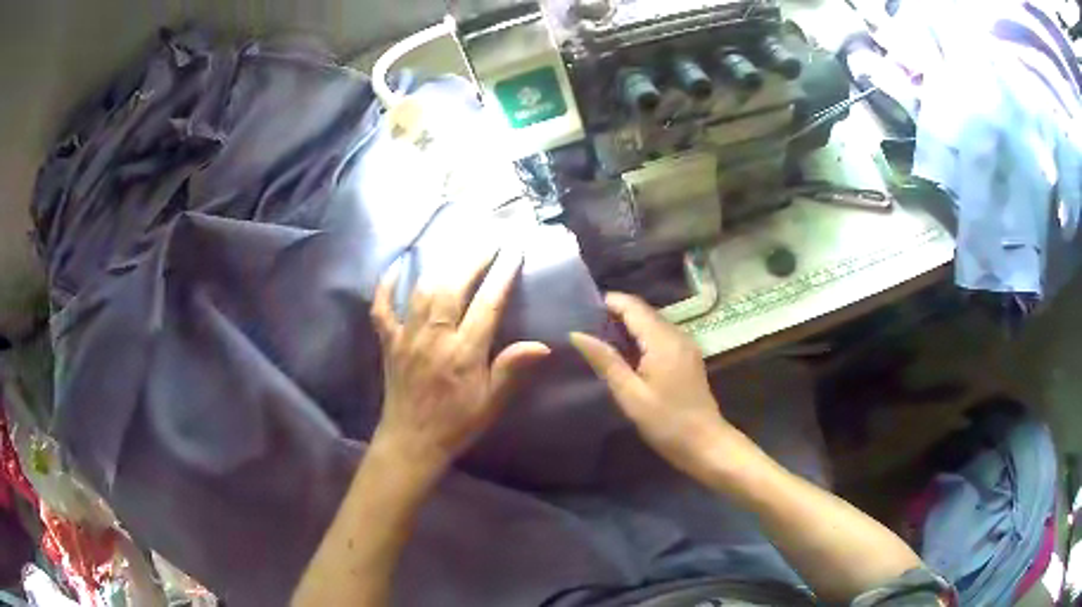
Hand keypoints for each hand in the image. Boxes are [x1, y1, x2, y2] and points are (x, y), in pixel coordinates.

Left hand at [370, 249, 549, 477]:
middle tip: (490, 239)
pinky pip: (382, 307)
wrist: (412, 441)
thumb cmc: (457, 423)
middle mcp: (434, 337)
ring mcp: (407, 336)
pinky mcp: (388, 341)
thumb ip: (511, 370)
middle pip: (453, 286)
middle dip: (473, 258)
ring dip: (441, 265)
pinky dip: (387, 284)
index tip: (514, 250)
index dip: (502, 274)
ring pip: (422, 290)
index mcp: (463, 352)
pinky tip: (397, 265)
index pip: (487, 304)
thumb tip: (543, 345)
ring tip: (458, 248)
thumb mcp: (491, 402)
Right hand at [570, 293, 730, 474]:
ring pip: (653, 323)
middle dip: (616, 313)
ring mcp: (686, 345)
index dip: (609, 302)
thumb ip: (605, 361)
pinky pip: (661, 336)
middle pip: (644, 312)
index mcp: (663, 340)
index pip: (633, 306)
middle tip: (585, 324)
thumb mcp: (630, 394)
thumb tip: (577, 334)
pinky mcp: (688, 357)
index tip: (581, 307)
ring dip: (628, 325)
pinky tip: (626, 353)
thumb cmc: (666, 422)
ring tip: (599, 337)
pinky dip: (641, 337)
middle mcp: (677, 335)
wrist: (705, 443)